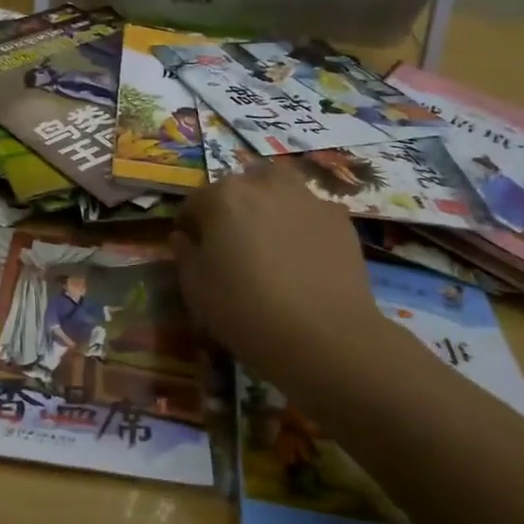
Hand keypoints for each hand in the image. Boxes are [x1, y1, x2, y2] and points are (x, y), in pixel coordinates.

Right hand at [172, 162, 396, 391]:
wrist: (325, 338)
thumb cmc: (246, 311)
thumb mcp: (196, 290)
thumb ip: (185, 255)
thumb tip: (183, 238)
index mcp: (223, 197)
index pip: (194, 202)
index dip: (190, 227)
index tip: (193, 250)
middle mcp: (264, 185)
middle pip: (240, 187)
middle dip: (231, 208)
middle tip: (233, 245)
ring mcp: (307, 199)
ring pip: (279, 192)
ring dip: (268, 208)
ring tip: (270, 245)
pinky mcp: (340, 219)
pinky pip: (309, 214)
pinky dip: (301, 227)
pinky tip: (303, 260)